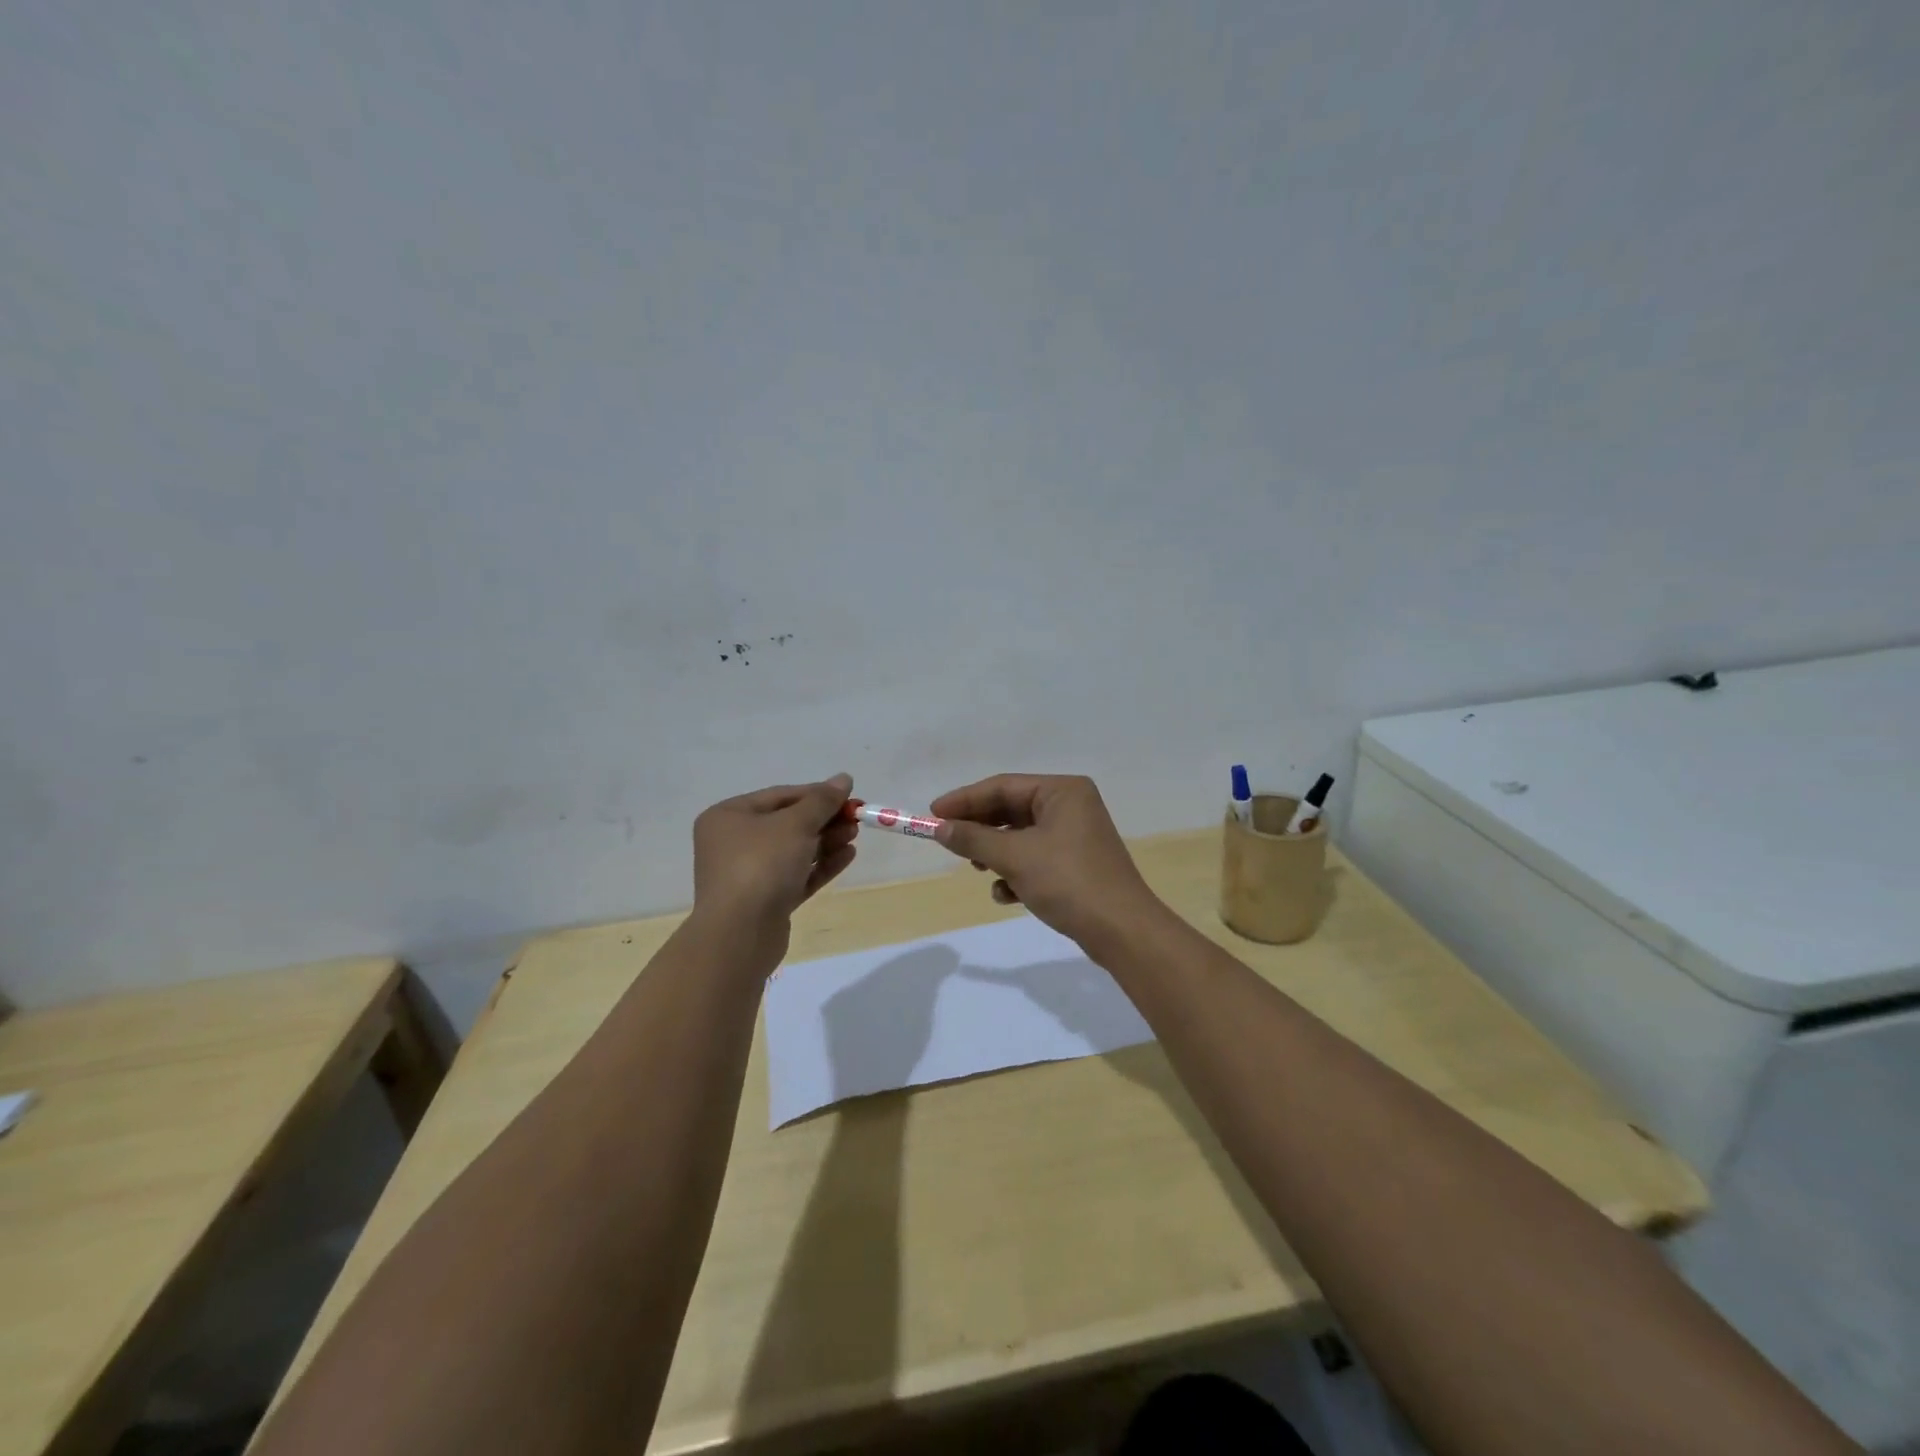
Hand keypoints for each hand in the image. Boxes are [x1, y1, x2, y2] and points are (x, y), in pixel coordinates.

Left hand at [692, 775, 857, 945]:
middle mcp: (733, 843)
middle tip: (856, 819)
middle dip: (824, 820)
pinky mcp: (765, 901)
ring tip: (855, 836)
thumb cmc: (761, 865)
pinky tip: (847, 856)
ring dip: (826, 841)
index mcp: (728, 816)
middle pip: (787, 823)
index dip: (816, 794)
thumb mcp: (795, 824)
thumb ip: (821, 801)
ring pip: (794, 851)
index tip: (849, 796)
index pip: (780, 796)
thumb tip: (844, 778)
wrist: (740, 934)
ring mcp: (748, 874)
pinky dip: (820, 865)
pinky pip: (796, 875)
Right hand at [929, 774, 1164, 948]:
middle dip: (980, 829)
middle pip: (1011, 810)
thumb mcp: (1014, 857)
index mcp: (1062, 791)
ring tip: (977, 868)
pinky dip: (1016, 872)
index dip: (965, 800)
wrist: (1121, 931)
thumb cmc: (1068, 881)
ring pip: (1021, 837)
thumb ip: (974, 839)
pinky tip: (1006, 894)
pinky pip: (1035, 859)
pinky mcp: (1076, 865)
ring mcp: (1076, 836)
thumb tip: (940, 829)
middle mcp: (1071, 806)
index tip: (932, 814)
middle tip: (947, 841)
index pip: (1003, 786)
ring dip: (996, 853)